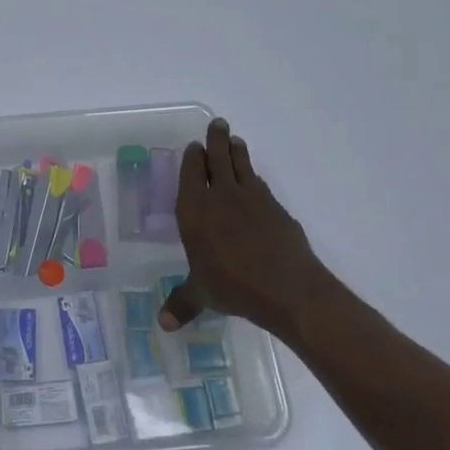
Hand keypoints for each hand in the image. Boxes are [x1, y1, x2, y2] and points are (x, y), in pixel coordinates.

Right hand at [159, 119, 351, 347]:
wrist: (288, 288)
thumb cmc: (234, 288)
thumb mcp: (202, 296)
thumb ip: (182, 304)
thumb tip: (161, 325)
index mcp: (195, 212)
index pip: (191, 175)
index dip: (192, 158)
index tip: (193, 147)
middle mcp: (221, 197)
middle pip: (217, 159)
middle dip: (215, 140)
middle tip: (217, 124)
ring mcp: (252, 199)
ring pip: (242, 165)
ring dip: (237, 150)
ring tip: (234, 139)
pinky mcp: (276, 208)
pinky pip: (260, 184)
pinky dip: (254, 176)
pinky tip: (254, 179)